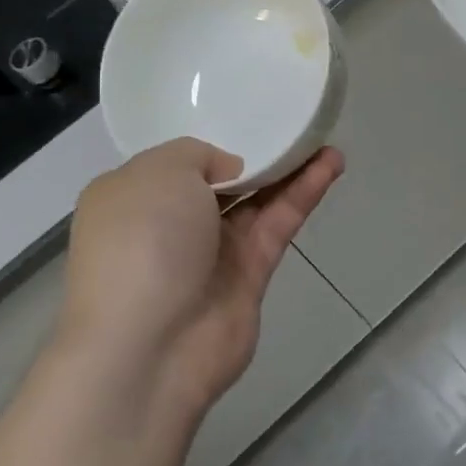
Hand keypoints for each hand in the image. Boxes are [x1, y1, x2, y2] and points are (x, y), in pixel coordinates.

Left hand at [57, 140, 343, 430]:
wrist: (151, 345)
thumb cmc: (142, 242)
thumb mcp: (157, 172)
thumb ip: (197, 155)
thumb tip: (229, 171)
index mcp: (134, 197)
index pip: (175, 164)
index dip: (211, 144)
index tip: (243, 120)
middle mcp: (171, 223)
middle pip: (223, 181)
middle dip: (257, 155)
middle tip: (294, 125)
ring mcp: (212, 251)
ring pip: (258, 200)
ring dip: (290, 169)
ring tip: (323, 137)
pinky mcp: (251, 273)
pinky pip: (279, 221)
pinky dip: (304, 193)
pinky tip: (331, 164)